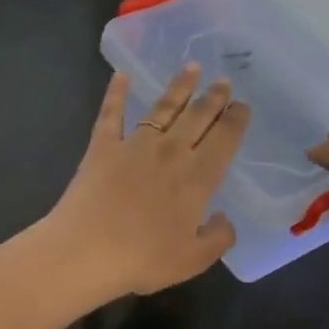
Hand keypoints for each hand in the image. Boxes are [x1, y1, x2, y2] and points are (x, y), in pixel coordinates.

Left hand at [45, 66, 249, 298]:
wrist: (86, 251)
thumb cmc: (143, 259)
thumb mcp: (193, 260)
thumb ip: (217, 238)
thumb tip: (225, 219)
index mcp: (197, 178)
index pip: (224, 140)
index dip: (236, 120)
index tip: (242, 105)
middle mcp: (171, 152)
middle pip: (198, 117)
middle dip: (214, 97)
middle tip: (223, 81)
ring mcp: (135, 144)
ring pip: (163, 107)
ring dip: (179, 86)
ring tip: (191, 68)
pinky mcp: (102, 146)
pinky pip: (111, 113)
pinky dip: (116, 92)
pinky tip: (121, 76)